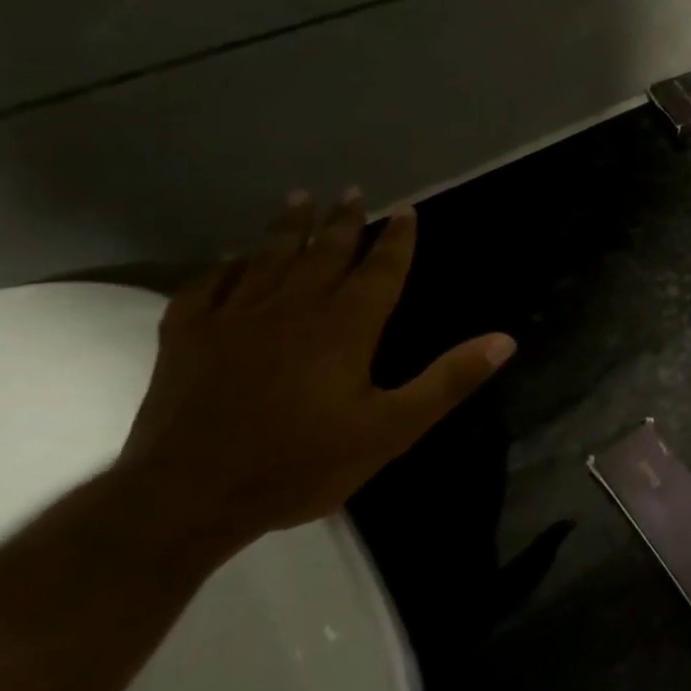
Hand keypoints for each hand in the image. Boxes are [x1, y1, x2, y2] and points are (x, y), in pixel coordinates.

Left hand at [115, 191, 515, 558]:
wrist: (185, 499)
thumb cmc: (301, 463)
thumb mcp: (393, 429)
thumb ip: (449, 380)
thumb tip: (505, 339)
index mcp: (344, 326)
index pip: (379, 270)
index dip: (397, 239)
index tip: (407, 210)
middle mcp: (292, 309)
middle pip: (323, 253)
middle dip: (343, 221)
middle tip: (353, 190)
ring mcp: (233, 321)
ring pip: (266, 259)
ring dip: (286, 228)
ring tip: (298, 199)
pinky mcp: (185, 340)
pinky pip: (205, 289)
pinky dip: (220, 267)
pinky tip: (228, 258)